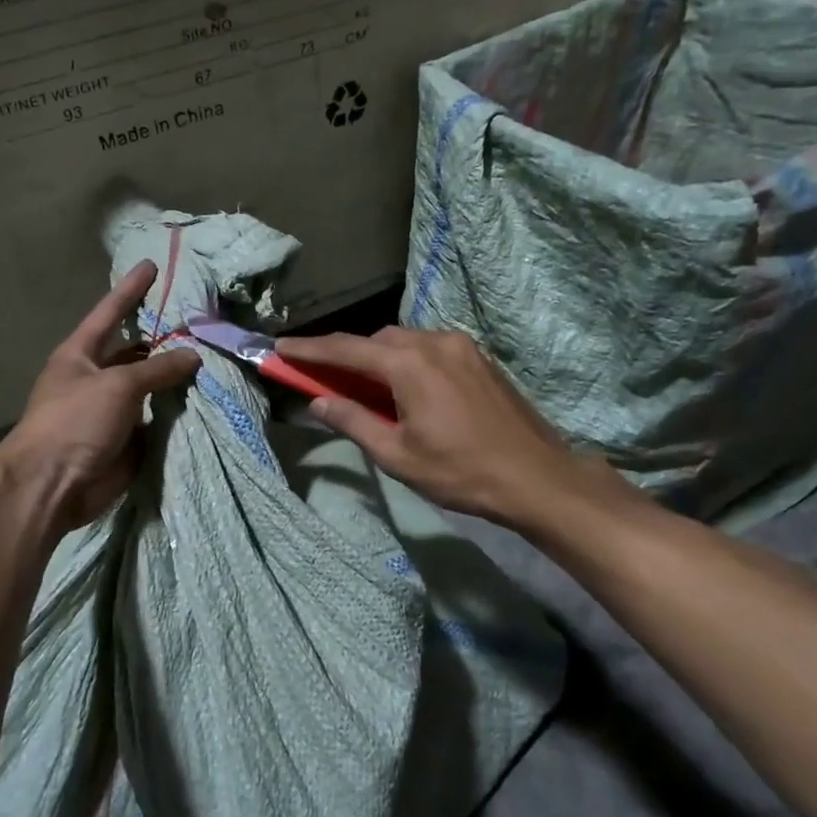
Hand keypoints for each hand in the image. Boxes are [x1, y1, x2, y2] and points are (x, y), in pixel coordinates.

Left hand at [0, 260, 199, 532]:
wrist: (54, 484)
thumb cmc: (75, 421)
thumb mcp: (117, 385)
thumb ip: (157, 368)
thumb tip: (193, 355)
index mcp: (80, 354)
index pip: (110, 312)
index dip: (130, 290)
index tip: (151, 265)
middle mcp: (95, 377)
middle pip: (134, 351)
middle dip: (162, 338)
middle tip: (199, 323)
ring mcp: (112, 409)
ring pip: (149, 387)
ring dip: (174, 377)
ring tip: (212, 359)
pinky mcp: (127, 438)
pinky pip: (157, 418)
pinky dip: (177, 412)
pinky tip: (205, 399)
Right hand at [276, 327, 637, 527]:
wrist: (537, 477)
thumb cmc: (461, 472)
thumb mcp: (398, 455)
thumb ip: (353, 422)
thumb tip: (318, 402)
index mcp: (410, 365)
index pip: (346, 349)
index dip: (309, 350)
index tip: (280, 348)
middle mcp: (435, 342)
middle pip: (376, 339)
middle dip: (346, 353)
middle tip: (323, 376)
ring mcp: (462, 347)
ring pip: (405, 340)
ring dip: (378, 356)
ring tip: (365, 387)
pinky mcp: (479, 358)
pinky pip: (430, 347)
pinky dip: (407, 359)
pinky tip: (406, 388)